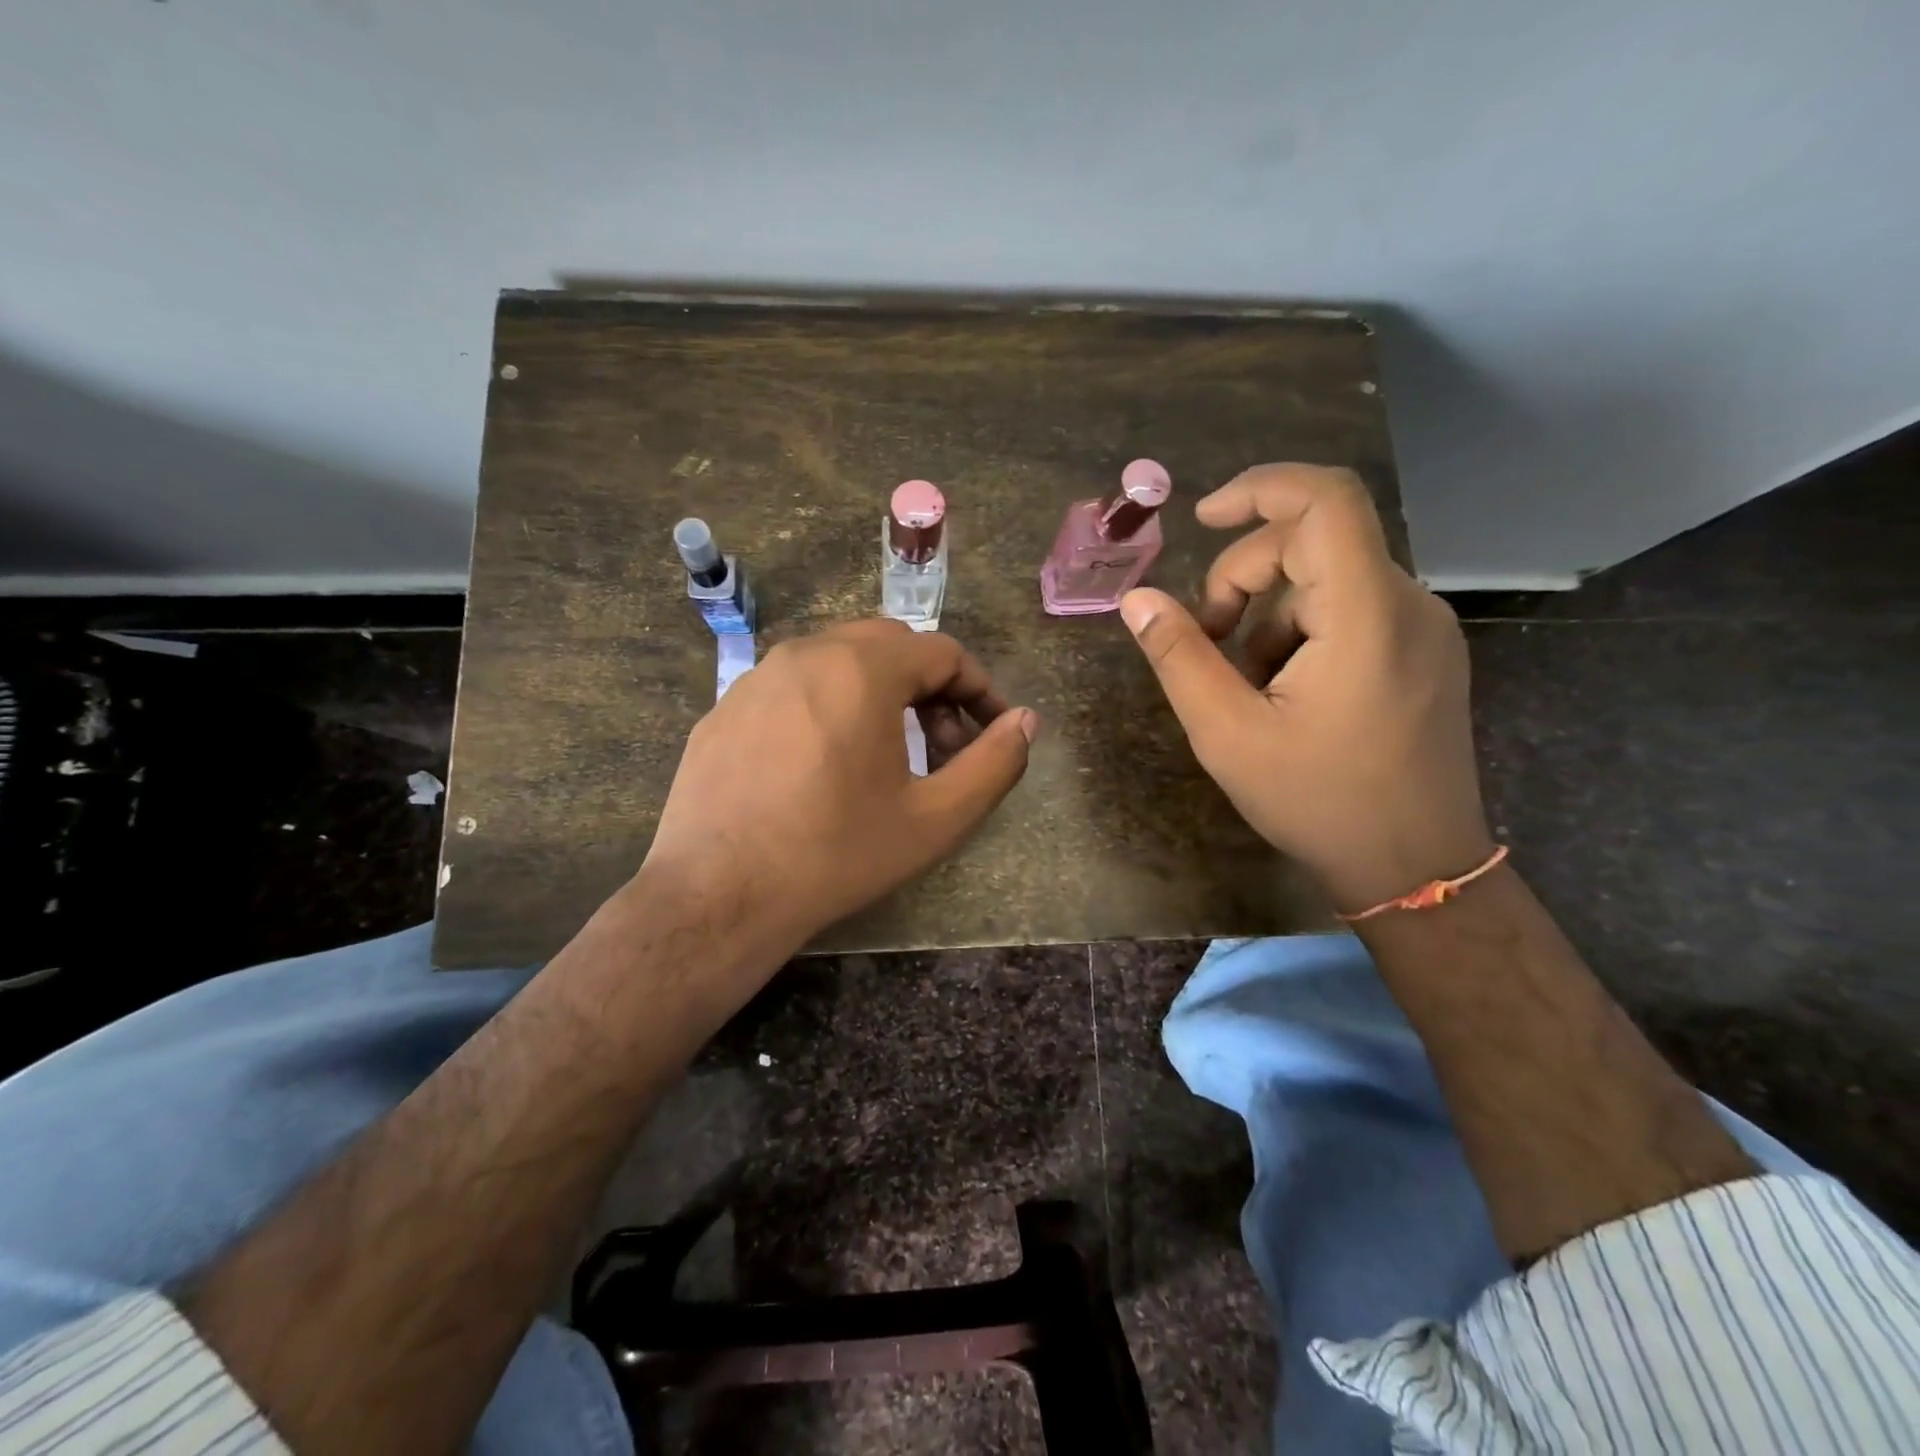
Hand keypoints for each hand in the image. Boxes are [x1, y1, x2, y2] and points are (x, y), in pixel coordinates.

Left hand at [642, 619, 1037, 958]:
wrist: (717, 895)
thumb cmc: (836, 854)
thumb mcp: (935, 819)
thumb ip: (994, 764)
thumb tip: (1026, 721)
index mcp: (862, 670)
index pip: (943, 652)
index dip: (980, 689)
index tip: (994, 730)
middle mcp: (807, 653)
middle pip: (890, 646)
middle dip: (931, 686)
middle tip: (943, 743)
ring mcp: (757, 677)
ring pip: (838, 660)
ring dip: (879, 692)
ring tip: (888, 753)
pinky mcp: (725, 707)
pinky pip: (793, 687)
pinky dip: (829, 705)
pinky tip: (824, 764)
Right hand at [1120, 464, 1493, 913]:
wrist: (1416, 868)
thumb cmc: (1318, 802)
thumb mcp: (1227, 733)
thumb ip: (1179, 657)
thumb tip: (1136, 599)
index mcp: (1365, 615)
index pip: (1324, 500)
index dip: (1259, 488)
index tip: (1202, 519)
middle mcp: (1408, 604)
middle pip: (1313, 542)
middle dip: (1242, 577)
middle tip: (1205, 641)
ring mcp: (1423, 629)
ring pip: (1328, 579)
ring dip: (1268, 612)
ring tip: (1244, 681)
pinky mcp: (1424, 653)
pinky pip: (1351, 609)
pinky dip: (1302, 630)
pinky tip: (1283, 689)